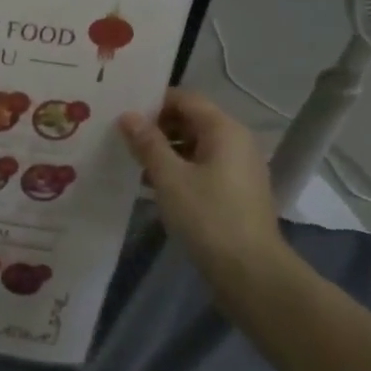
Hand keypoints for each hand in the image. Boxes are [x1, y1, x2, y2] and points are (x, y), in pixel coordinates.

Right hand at [118, 88, 291, 290]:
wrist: (250, 271)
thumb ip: (147, 143)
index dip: (153, 102)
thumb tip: (128, 115)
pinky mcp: (235, 190)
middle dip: (156, 127)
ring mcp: (238, 167)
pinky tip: (152, 185)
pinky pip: (202, 166)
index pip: (186, 98)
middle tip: (121, 138)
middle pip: (191, 120)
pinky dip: (178, 169)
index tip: (122, 114)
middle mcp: (236, 141)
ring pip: (195, 145)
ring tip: (131, 162)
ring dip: (165, 150)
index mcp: (224, 130)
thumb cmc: (208, 216)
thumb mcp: (169, 177)